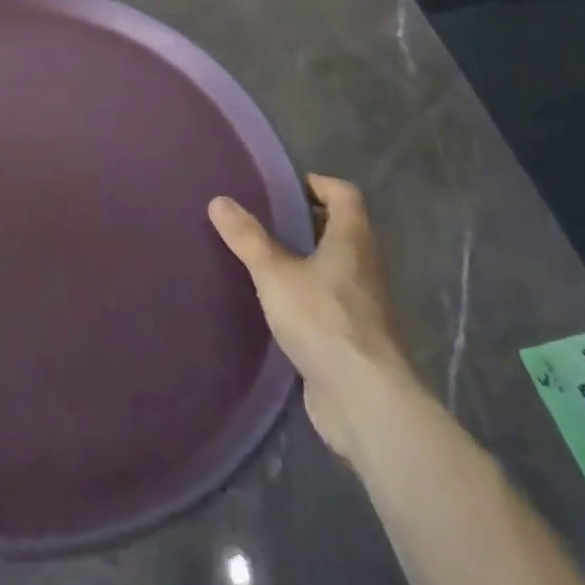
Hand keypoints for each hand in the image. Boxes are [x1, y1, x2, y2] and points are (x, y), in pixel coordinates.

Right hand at [209, 175, 417, 450]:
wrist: (365, 400)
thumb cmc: (323, 320)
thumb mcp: (274, 273)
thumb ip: (247, 238)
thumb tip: (219, 200)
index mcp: (353, 241)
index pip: (345, 194)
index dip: (317, 184)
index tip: (284, 188)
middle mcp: (365, 267)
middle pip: (341, 230)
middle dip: (306, 222)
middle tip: (265, 220)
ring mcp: (365, 306)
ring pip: (336, 268)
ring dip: (306, 261)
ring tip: (265, 260)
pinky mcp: (356, 340)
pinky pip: (331, 303)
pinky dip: (308, 296)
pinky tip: (278, 307)